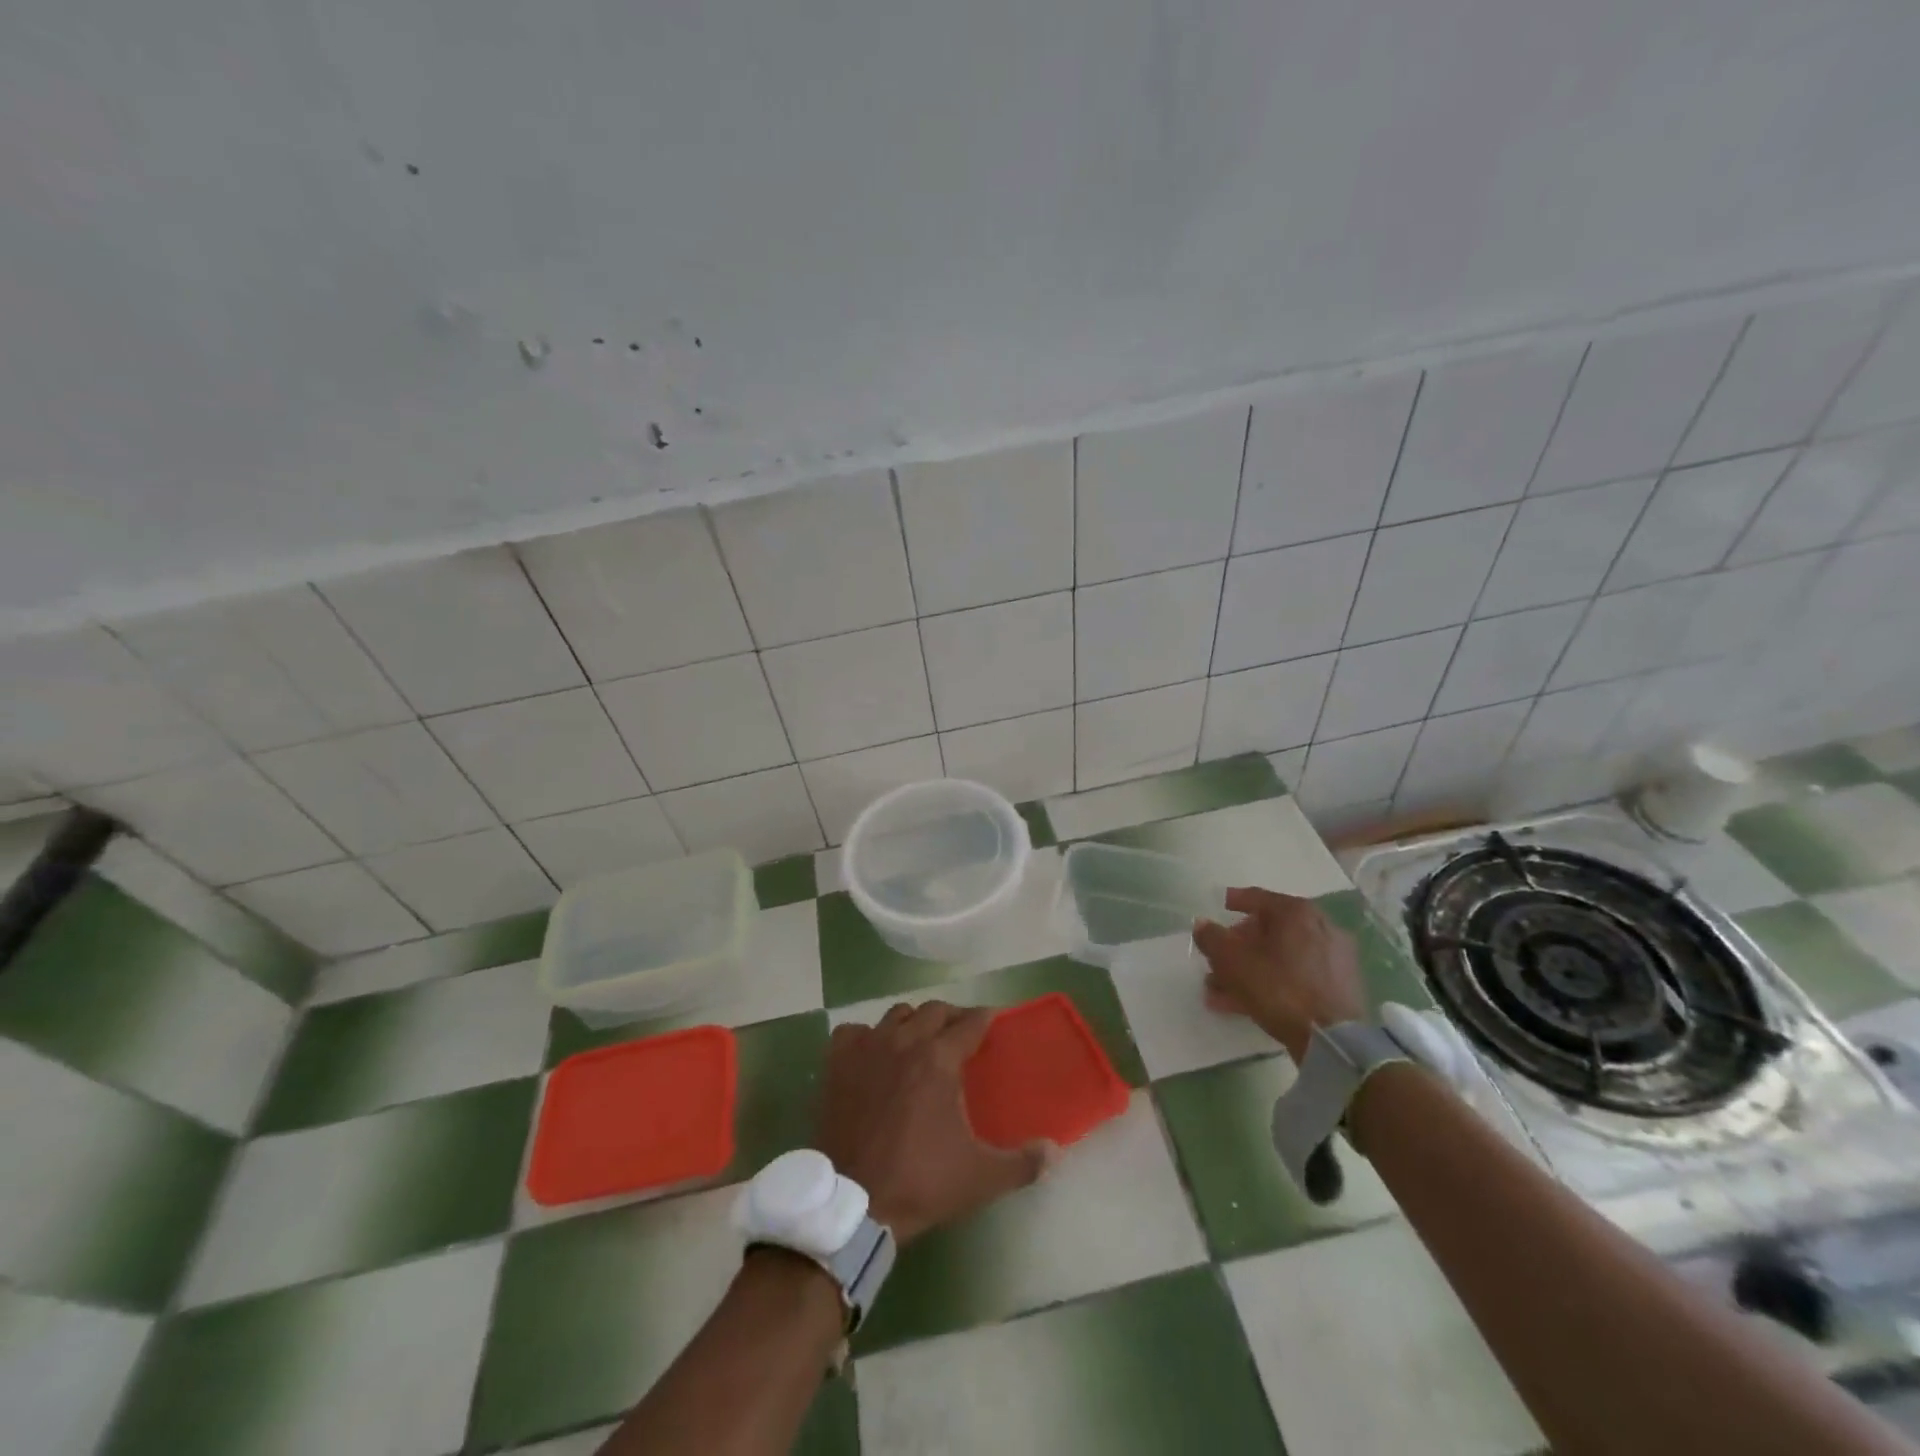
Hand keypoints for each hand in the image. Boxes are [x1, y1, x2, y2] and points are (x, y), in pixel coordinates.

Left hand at [815, 1002, 1051, 1245]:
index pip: (970, 1022)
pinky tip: (873, 1053)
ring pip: (896, 1015)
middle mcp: (905, 1041)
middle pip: (934, 1010)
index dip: (985, 1019)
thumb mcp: (981, 1177)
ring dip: (913, 1021)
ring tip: (920, 1040)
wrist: (854, 1202)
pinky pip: (854, 1032)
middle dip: (952, 1016)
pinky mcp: (838, 1063)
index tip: (994, 1022)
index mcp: (940, 1058)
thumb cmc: (921, 1182)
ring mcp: (867, 1048)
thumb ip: (1023, 1162)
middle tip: (962, 1034)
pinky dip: (867, 1036)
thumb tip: (1055, 1150)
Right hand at [1192, 887, 1365, 1060]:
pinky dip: (1272, 983)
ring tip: (1221, 990)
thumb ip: (1211, 938)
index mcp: (1296, 912)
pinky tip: (1247, 1003)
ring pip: (1281, 957)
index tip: (1221, 904)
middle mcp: (1320, 927)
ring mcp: (1334, 958)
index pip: (1258, 897)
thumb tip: (1202, 924)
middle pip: (1269, 930)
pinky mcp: (1341, 987)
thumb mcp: (1233, 961)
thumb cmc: (1279, 988)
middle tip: (1216, 959)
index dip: (1234, 900)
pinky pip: (1297, 976)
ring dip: (1250, 969)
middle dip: (1238, 946)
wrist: (1334, 1041)